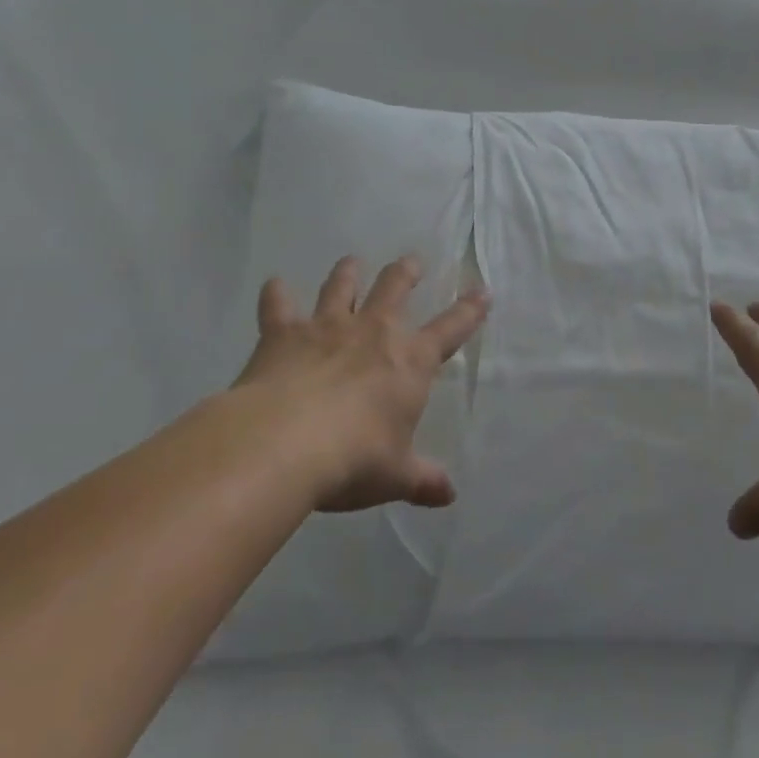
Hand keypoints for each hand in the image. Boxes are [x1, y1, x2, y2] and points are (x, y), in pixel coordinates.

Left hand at [236, 255, 488, 513]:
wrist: (284, 443)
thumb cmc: (353, 459)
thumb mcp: (395, 476)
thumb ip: (423, 480)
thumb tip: (448, 495)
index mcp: (410, 360)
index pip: (452, 328)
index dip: (470, 310)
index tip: (483, 290)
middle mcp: (373, 331)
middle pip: (395, 288)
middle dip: (406, 273)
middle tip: (411, 262)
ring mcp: (327, 326)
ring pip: (341, 286)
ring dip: (348, 272)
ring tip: (351, 261)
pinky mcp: (284, 333)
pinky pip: (279, 306)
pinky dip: (276, 294)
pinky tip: (275, 284)